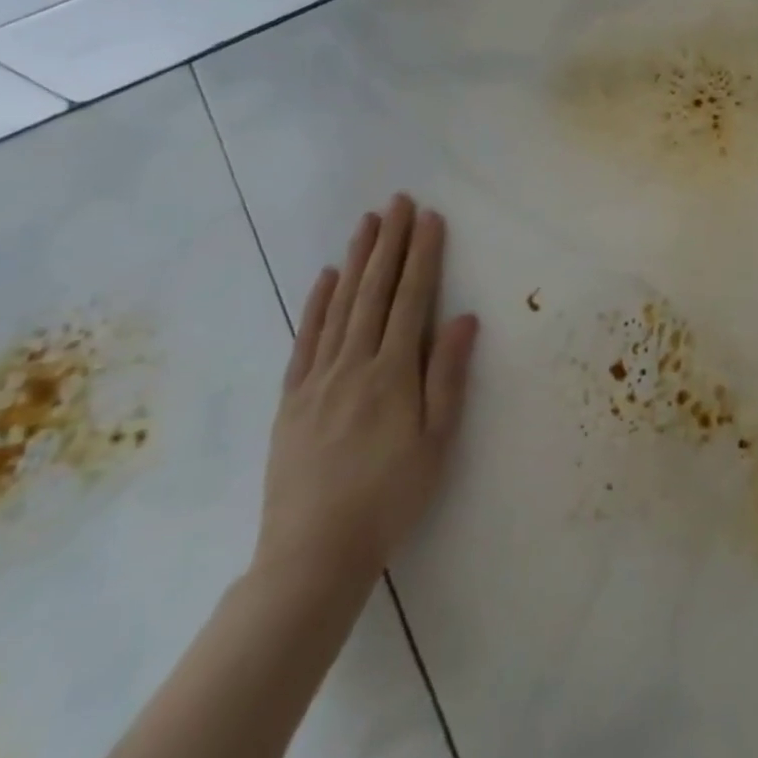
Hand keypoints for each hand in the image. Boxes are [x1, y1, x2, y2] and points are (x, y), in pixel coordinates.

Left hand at [255, 194, 479, 591]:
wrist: (312, 556)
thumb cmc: (390, 497)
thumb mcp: (437, 440)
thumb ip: (448, 375)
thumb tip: (464, 318)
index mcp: (393, 374)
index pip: (412, 299)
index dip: (423, 256)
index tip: (430, 219)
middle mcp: (353, 365)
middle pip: (374, 292)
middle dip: (389, 243)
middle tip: (397, 202)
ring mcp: (317, 380)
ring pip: (339, 306)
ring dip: (356, 260)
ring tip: (367, 224)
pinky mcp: (292, 399)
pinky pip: (306, 339)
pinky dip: (317, 303)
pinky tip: (326, 278)